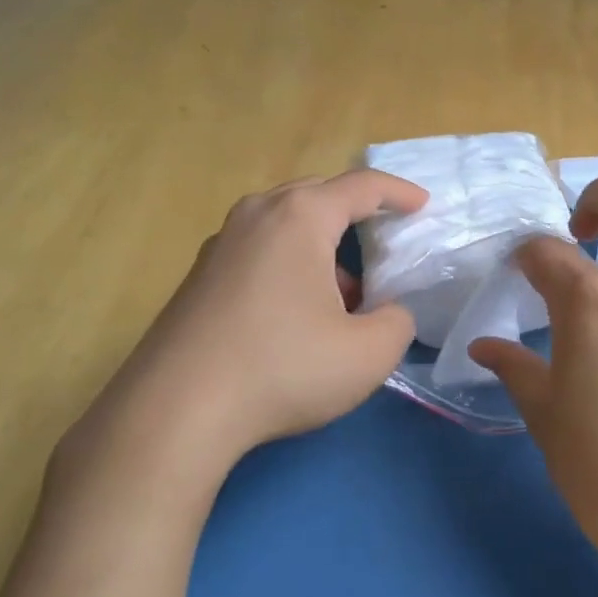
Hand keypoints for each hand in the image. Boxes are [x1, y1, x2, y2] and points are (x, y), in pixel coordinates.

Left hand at [56, 170, 427, 491]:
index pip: (362, 186)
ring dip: (322, 245)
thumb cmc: (281, 368)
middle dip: (357, 214)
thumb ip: (397, 322)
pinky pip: (259, 249)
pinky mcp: (199, 274)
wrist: (175, 410)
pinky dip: (289, 263)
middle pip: (319, 196)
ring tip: (345, 293)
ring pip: (286, 224)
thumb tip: (388, 312)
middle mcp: (258, 214)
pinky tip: (296, 311)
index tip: (422, 205)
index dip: (399, 193)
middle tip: (384, 241)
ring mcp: (221, 242)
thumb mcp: (367, 354)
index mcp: (301, 216)